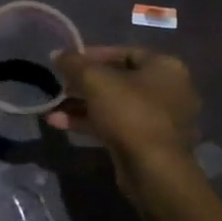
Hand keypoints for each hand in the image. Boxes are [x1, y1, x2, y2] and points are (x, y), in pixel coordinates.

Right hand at [49, 46, 198, 186]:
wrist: (153, 168)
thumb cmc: (130, 113)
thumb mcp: (95, 81)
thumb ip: (74, 63)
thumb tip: (57, 54)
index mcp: (165, 67)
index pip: (125, 52)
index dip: (93, 54)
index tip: (68, 62)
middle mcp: (169, 90)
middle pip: (119, 80)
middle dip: (84, 84)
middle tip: (60, 86)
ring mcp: (160, 119)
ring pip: (115, 105)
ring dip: (82, 106)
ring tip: (53, 109)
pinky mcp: (148, 143)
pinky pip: (117, 125)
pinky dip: (91, 123)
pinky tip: (61, 124)